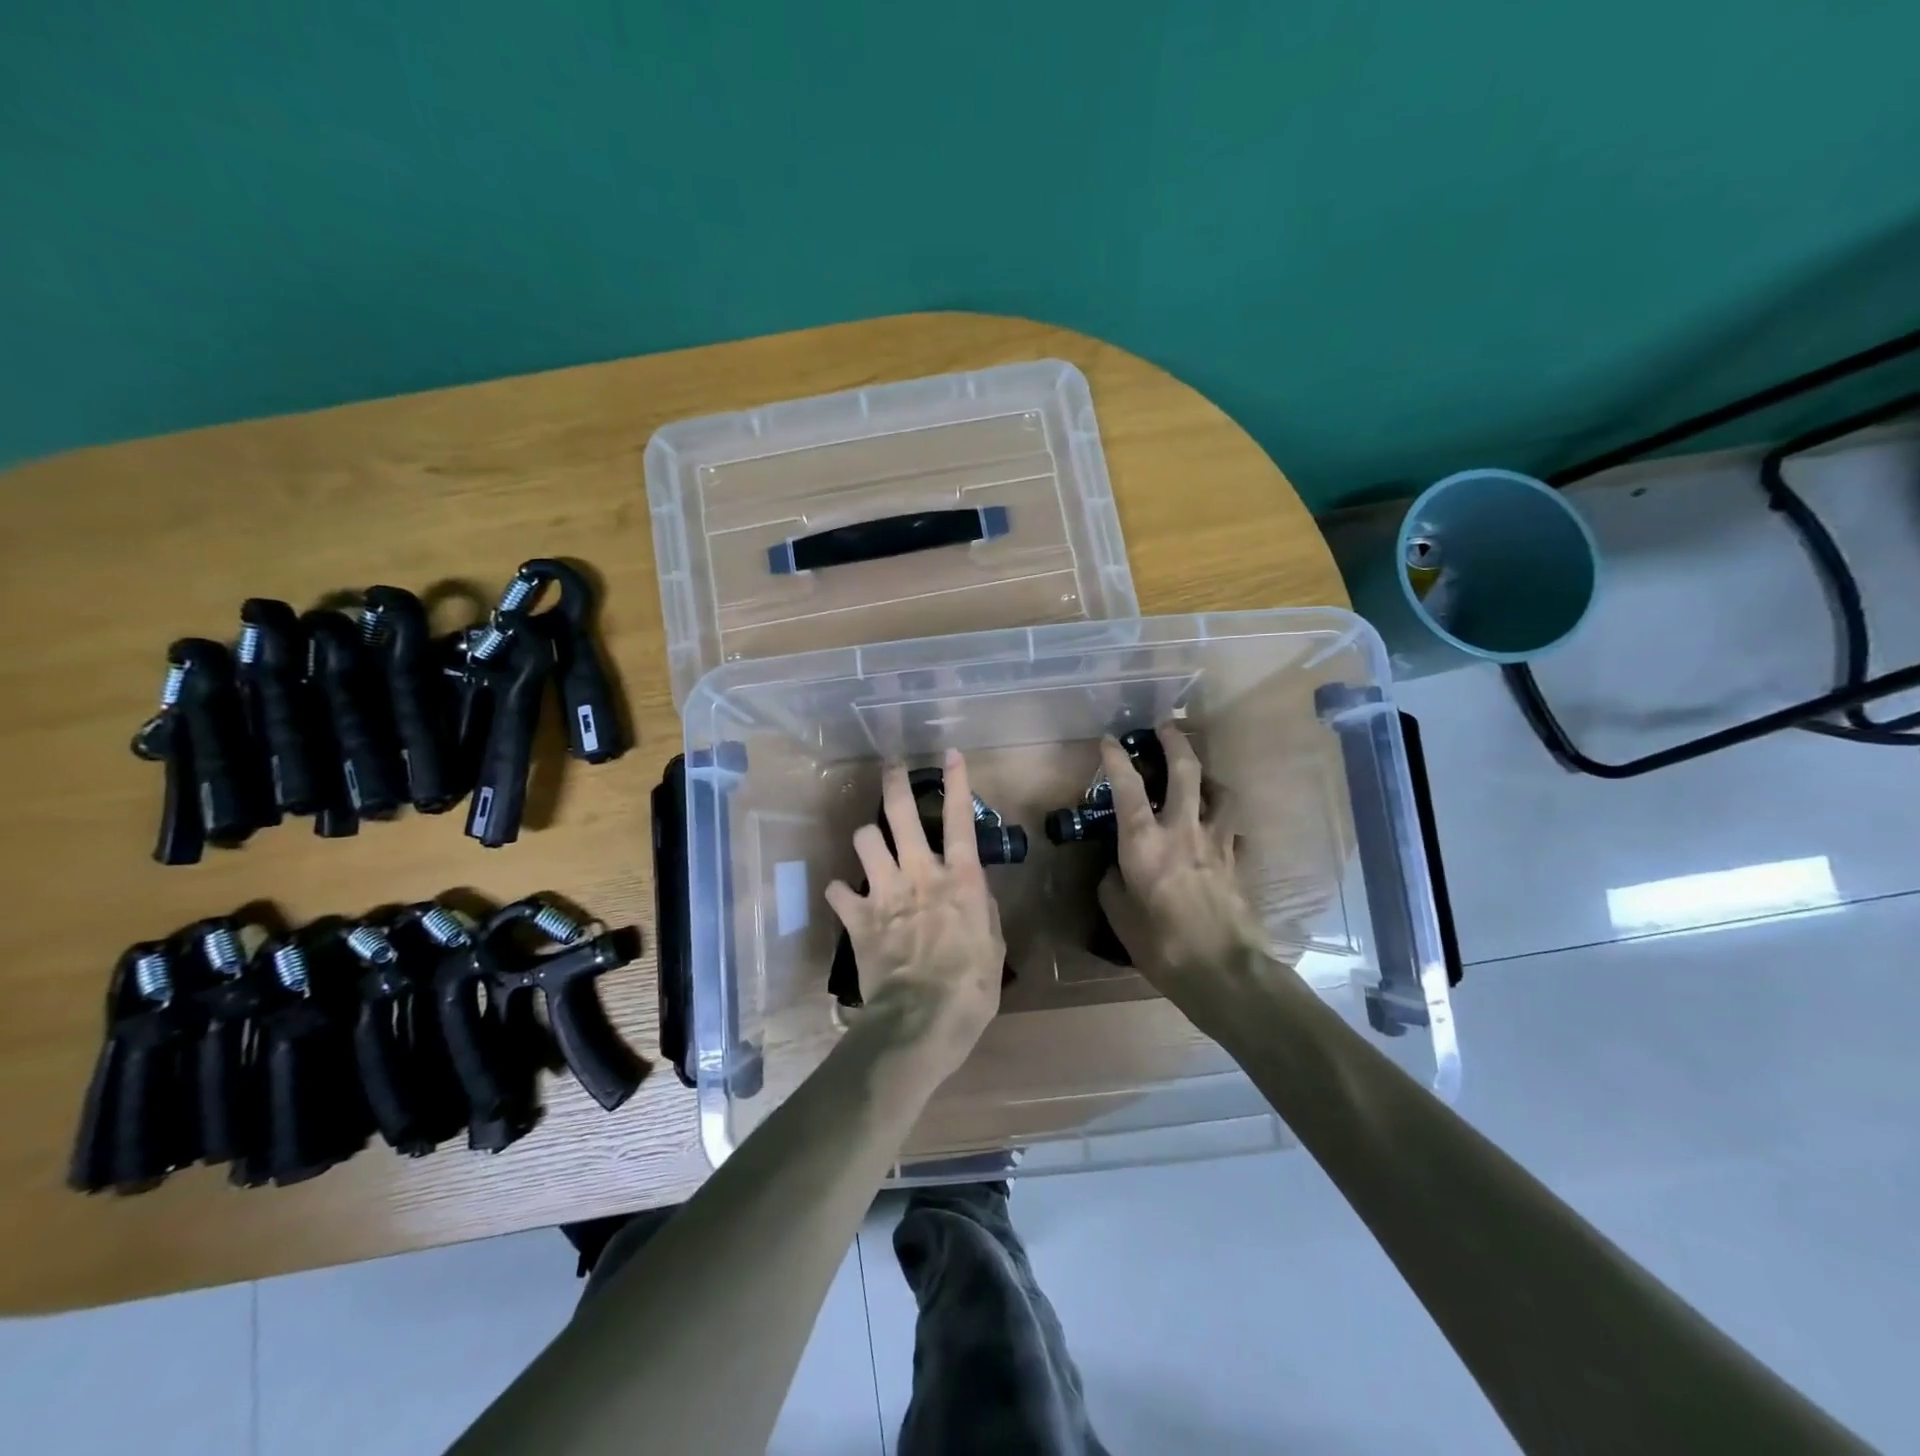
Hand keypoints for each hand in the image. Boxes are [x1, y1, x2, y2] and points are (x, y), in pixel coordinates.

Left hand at [826, 751, 1005, 1077]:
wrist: (921, 1021)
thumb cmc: (971, 987)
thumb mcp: (993, 945)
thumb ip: (981, 910)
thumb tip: (973, 892)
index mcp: (960, 879)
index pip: (959, 820)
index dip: (956, 782)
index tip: (948, 754)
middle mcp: (920, 874)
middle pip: (900, 814)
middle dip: (894, 784)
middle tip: (891, 768)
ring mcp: (885, 893)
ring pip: (865, 840)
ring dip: (867, 838)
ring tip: (870, 844)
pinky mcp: (858, 918)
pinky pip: (838, 891)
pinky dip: (840, 892)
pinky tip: (844, 897)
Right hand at [1096, 725, 1258, 986]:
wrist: (1225, 972)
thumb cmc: (1162, 946)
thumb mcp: (1121, 917)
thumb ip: (1115, 884)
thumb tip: (1118, 870)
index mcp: (1145, 843)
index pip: (1127, 787)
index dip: (1116, 759)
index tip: (1108, 740)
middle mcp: (1182, 830)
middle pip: (1185, 770)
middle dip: (1175, 741)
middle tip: (1167, 726)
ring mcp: (1217, 843)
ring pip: (1219, 792)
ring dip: (1207, 777)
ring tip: (1199, 779)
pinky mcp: (1238, 860)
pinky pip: (1233, 829)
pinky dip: (1224, 821)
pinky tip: (1218, 830)